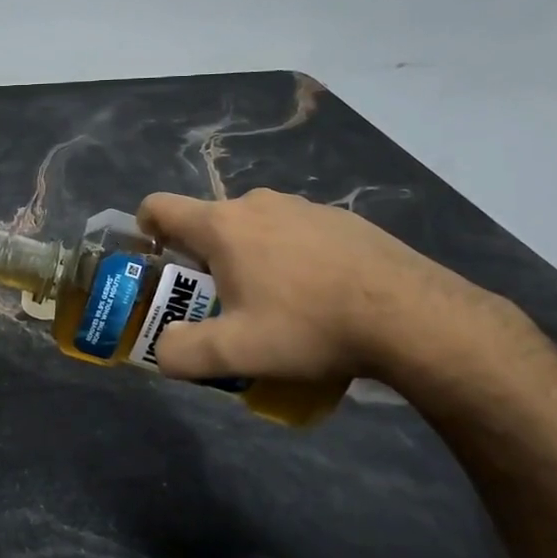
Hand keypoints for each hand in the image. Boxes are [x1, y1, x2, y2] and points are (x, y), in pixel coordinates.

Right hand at [136, 188, 492, 384]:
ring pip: (254, 229)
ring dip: (248, 259)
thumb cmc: (309, 326)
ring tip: (274, 307)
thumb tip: (163, 351)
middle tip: (219, 305)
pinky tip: (318, 298)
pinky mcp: (341, 219)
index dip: (145, 229)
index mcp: (222, 226)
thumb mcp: (235, 353)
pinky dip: (290, 258)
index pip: (160, 207)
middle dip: (202, 260)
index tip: (155, 261)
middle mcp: (257, 204)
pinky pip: (295, 234)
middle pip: (209, 224)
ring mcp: (303, 207)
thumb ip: (182, 353)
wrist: (410, 316)